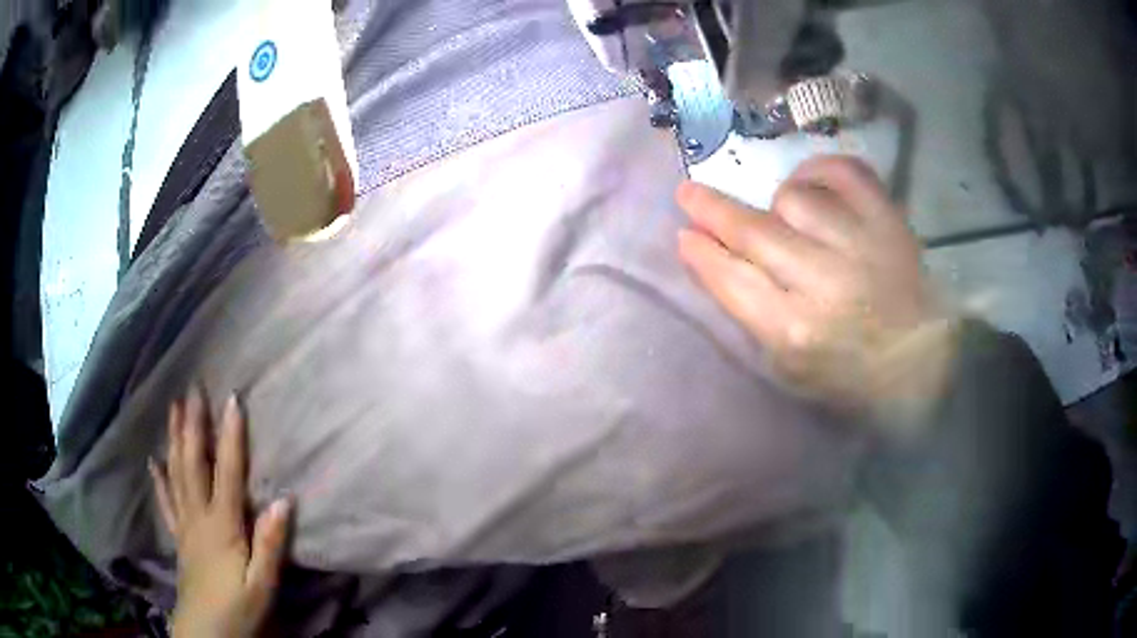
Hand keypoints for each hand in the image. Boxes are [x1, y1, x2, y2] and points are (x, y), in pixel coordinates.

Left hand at [149, 389, 290, 637]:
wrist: (205, 632)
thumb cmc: (238, 609)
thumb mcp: (262, 585)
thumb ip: (271, 544)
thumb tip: (283, 500)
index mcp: (222, 526)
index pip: (226, 472)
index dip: (230, 436)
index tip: (232, 399)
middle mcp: (199, 516)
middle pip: (193, 464)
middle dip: (194, 425)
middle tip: (192, 389)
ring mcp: (185, 525)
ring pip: (177, 473)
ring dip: (175, 439)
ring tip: (173, 409)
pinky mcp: (178, 537)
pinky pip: (166, 501)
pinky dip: (159, 478)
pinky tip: (154, 461)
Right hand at [677, 156, 957, 429]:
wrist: (923, 363)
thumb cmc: (850, 375)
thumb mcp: (788, 366)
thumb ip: (747, 312)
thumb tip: (706, 254)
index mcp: (796, 331)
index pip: (733, 280)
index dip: (702, 254)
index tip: (683, 234)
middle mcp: (825, 283)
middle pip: (755, 233)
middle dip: (713, 210)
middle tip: (689, 194)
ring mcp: (861, 245)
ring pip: (795, 199)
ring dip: (778, 204)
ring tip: (783, 217)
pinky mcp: (889, 221)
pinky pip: (844, 173)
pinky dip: (820, 169)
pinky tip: (811, 182)